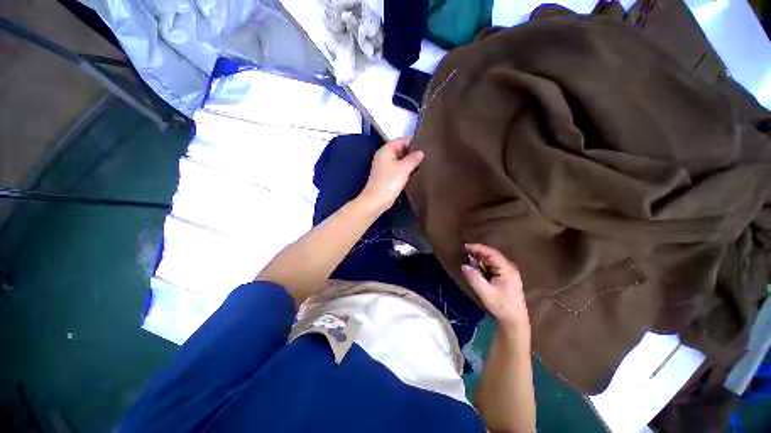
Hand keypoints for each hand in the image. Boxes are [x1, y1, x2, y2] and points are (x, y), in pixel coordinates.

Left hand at [359, 138, 423, 212]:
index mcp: (386, 150)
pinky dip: (406, 170)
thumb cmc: (389, 182)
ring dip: (410, 162)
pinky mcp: (387, 176)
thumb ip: (413, 158)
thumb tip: (421, 152)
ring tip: (424, 164)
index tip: (427, 147)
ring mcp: (385, 166)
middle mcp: (384, 156)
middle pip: (401, 150)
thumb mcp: (404, 168)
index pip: (402, 140)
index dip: (414, 143)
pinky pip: (399, 169)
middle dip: (413, 153)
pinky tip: (416, 172)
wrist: (376, 200)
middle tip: (428, 156)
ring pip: (401, 160)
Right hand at [462, 244, 530, 340]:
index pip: (491, 252)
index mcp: (507, 269)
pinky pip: (493, 266)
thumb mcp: (485, 293)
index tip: (465, 247)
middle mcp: (509, 268)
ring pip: (492, 260)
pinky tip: (477, 269)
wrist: (515, 321)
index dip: (477, 248)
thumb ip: (474, 278)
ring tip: (468, 260)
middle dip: (478, 252)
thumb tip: (464, 265)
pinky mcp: (507, 277)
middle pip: (492, 255)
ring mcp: (509, 272)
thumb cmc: (501, 306)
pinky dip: (484, 265)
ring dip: (480, 259)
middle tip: (465, 253)